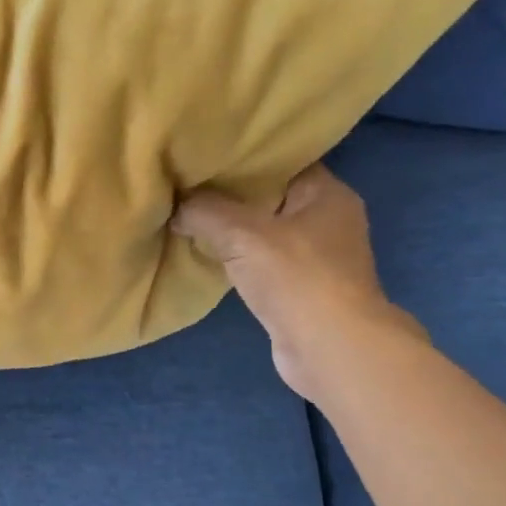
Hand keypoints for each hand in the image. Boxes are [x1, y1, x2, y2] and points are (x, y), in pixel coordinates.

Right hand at [173, 164, 423, 400]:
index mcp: (327, 194)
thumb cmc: (296, 278)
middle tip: (187, 186)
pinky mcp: (301, 289)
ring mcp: (317, 258)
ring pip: (264, 232)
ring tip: (188, 218)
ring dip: (231, 230)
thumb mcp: (241, 233)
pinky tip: (207, 255)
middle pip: (270, 196)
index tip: (203, 156)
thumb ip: (204, 211)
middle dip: (230, 195)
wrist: (329, 349)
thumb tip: (176, 207)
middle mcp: (327, 220)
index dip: (243, 157)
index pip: (282, 161)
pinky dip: (237, 259)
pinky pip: (262, 262)